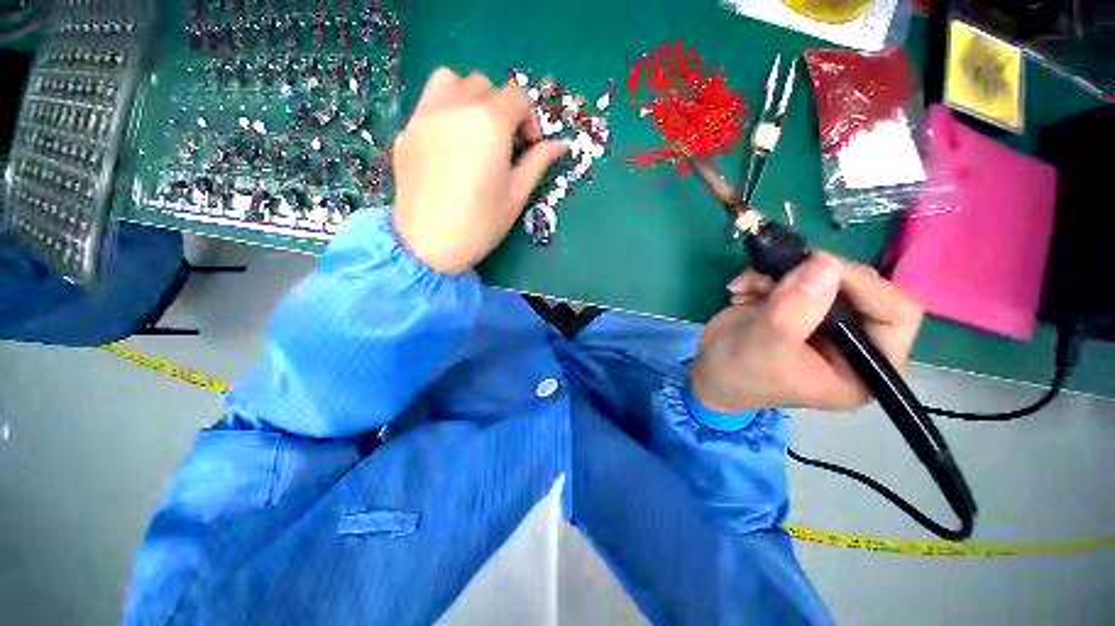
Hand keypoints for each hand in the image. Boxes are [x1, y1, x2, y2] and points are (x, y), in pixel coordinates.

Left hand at [391, 68, 568, 273]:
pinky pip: (429, 104)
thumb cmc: (481, 223)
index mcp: (489, 122)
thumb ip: (538, 161)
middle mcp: (455, 106)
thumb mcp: (517, 194)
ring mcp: (425, 115)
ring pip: (451, 81)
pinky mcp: (406, 130)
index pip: (517, 97)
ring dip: (470, 97)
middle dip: (502, 108)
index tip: (529, 146)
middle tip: (504, 144)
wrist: (428, 244)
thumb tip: (561, 144)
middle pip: (486, 85)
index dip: (530, 119)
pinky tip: (449, 146)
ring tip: (474, 132)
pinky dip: (445, 112)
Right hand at [691, 253, 922, 413]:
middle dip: (811, 275)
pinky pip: (793, 276)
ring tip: (746, 285)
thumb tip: (824, 261)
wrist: (707, 372)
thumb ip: (796, 306)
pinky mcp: (797, 307)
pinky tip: (740, 290)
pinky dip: (763, 276)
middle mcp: (852, 340)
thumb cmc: (740, 372)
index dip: (865, 285)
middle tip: (775, 271)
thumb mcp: (767, 343)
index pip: (895, 315)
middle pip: (857, 288)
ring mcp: (822, 321)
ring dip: (779, 274)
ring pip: (821, 276)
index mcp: (863, 366)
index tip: (819, 266)